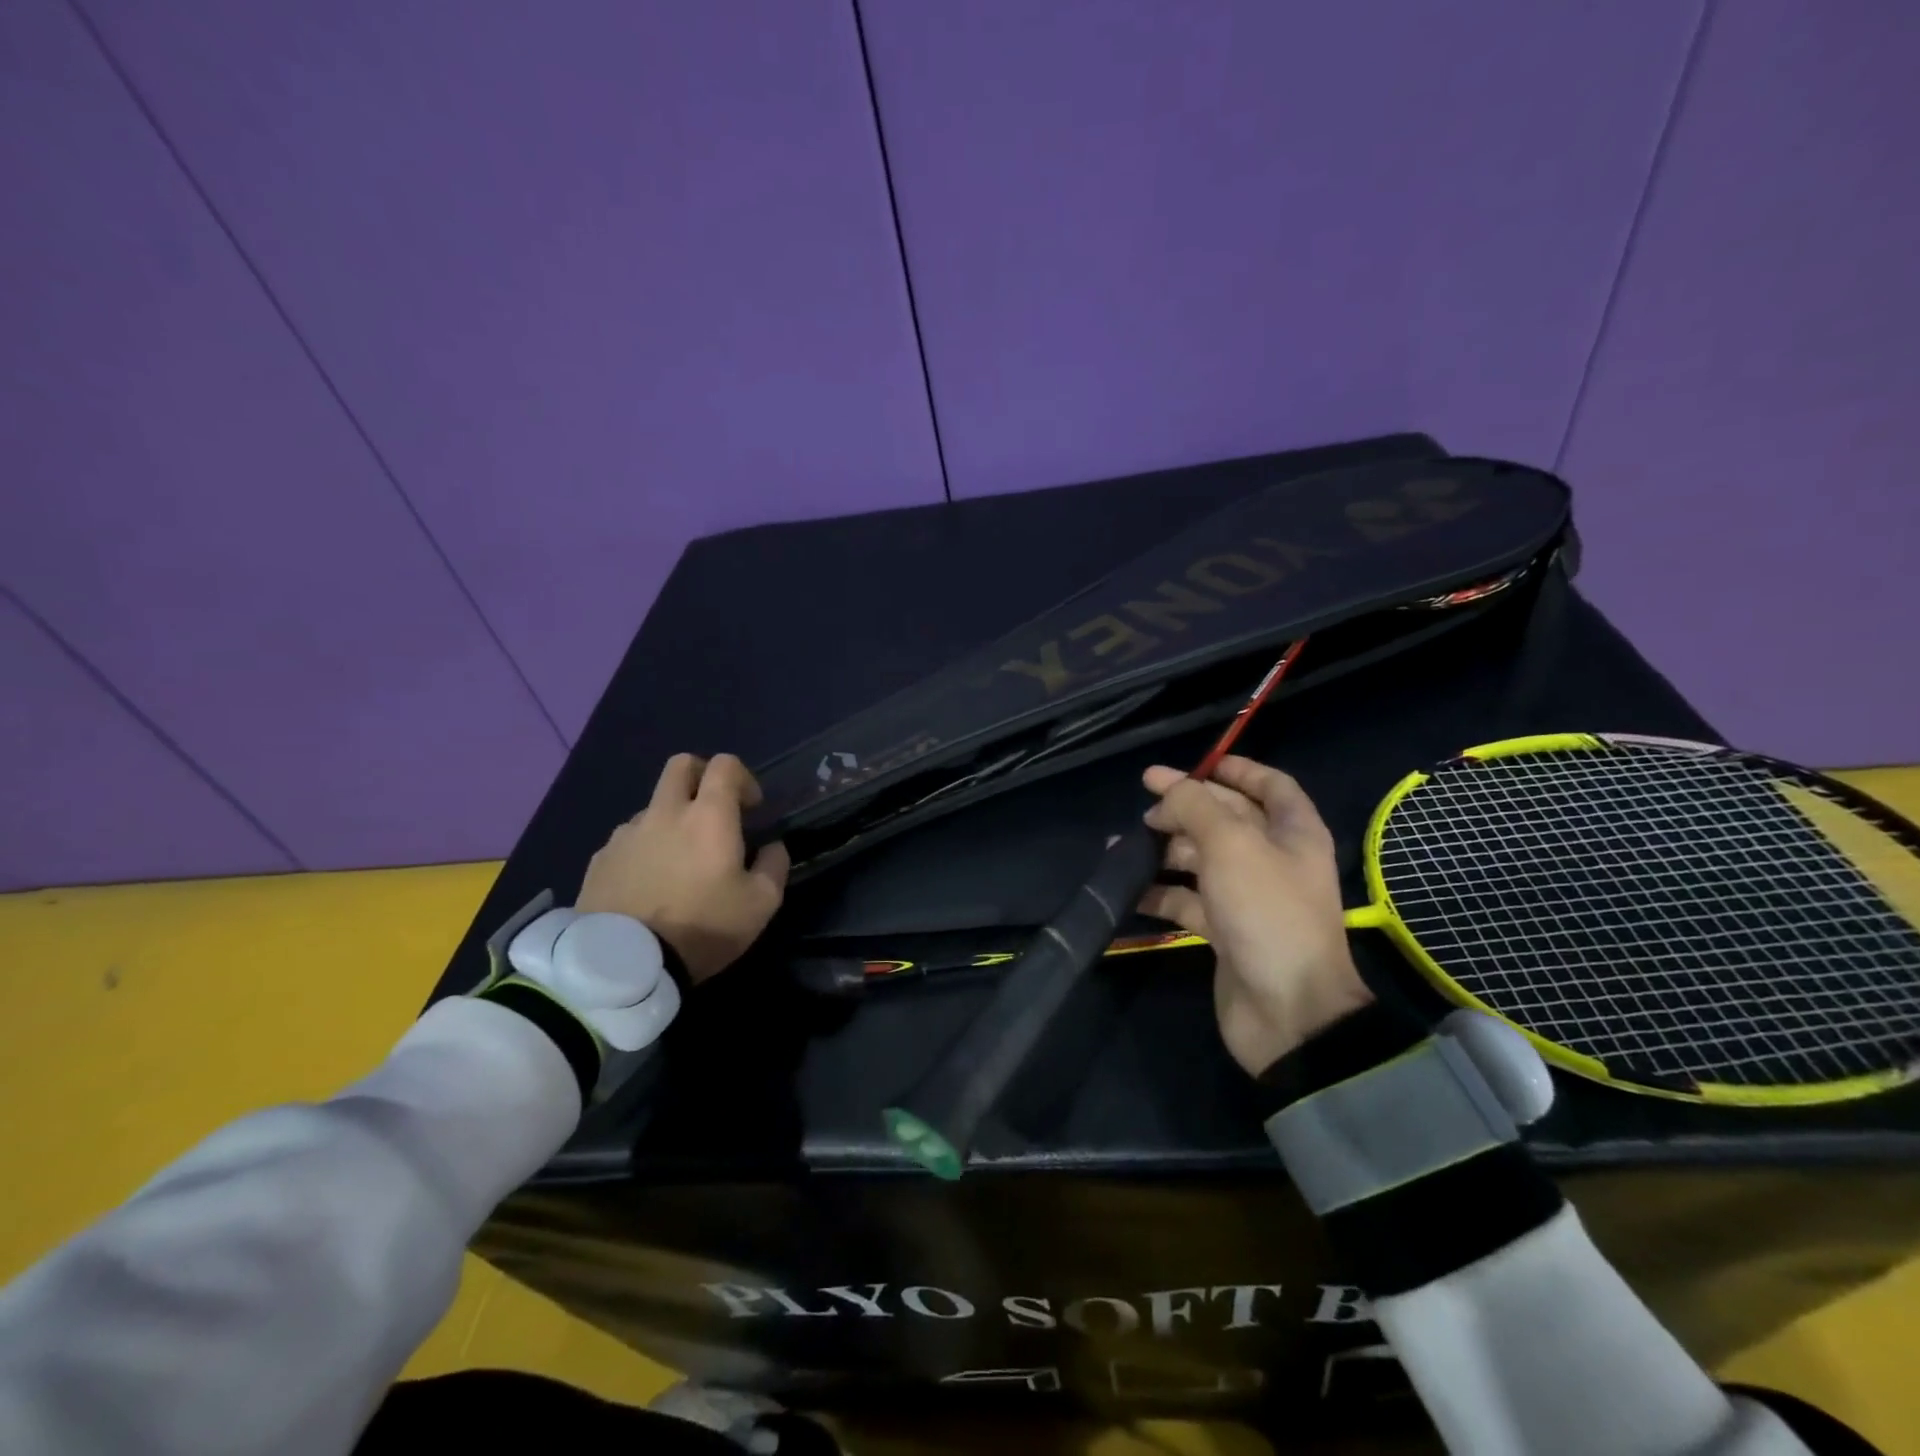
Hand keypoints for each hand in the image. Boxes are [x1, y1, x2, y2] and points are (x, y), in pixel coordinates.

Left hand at [576, 753, 789, 982]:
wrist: (625, 964)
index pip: (725, 764)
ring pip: (653, 806)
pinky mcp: (600, 859)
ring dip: (671, 820)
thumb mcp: (761, 904)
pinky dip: (644, 849)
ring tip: (678, 862)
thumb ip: (774, 866)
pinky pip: (628, 839)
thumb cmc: (702, 927)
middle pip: (681, 765)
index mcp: (709, 815)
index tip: (751, 808)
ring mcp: (627, 833)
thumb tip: (773, 847)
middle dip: (702, 776)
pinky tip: (648, 884)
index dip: (743, 778)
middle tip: (713, 811)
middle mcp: (665, 812)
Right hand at [1139, 756, 1372, 1075]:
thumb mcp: (1230, 844)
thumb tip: (1165, 785)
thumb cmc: (1266, 911)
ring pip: (1202, 860)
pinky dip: (1161, 892)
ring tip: (1124, 850)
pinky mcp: (1226, 930)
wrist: (1288, 1011)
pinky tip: (1130, 890)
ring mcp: (1248, 897)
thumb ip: (1195, 806)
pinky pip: (1188, 900)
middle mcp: (1273, 859)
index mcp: (1292, 832)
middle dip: (1186, 810)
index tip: (1192, 765)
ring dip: (1165, 851)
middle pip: (1226, 820)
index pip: (1269, 785)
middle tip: (1145, 811)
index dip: (1234, 769)